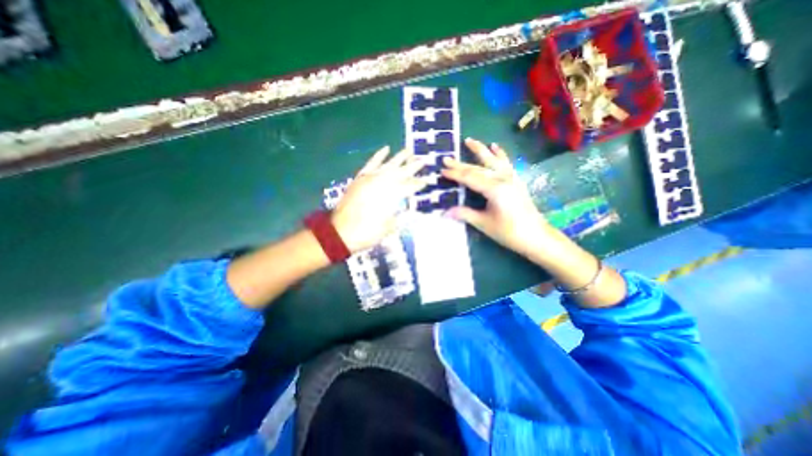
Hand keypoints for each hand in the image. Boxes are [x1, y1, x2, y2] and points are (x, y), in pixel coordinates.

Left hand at [332, 147, 427, 252]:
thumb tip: (414, 211)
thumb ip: (402, 218)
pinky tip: (386, 149)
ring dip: (399, 157)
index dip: (419, 184)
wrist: (339, 233)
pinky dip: (379, 156)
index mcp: (390, 197)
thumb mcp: (388, 229)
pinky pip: (371, 163)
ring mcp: (369, 179)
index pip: (409, 187)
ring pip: (387, 165)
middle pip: (401, 172)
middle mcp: (381, 184)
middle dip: (413, 166)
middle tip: (424, 160)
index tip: (427, 181)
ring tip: (409, 150)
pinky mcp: (360, 178)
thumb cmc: (366, 233)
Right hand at [444, 137, 552, 256]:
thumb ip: (464, 214)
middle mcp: (503, 179)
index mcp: (494, 189)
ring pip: (492, 160)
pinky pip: (506, 163)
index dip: (455, 174)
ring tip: (469, 140)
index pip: (469, 178)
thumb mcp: (484, 223)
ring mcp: (511, 178)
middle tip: (446, 158)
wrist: (536, 236)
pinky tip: (495, 146)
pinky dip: (500, 154)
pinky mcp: (516, 181)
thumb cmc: (509, 231)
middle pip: (477, 168)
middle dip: (460, 164)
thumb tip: (444, 212)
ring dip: (480, 150)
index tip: (442, 170)